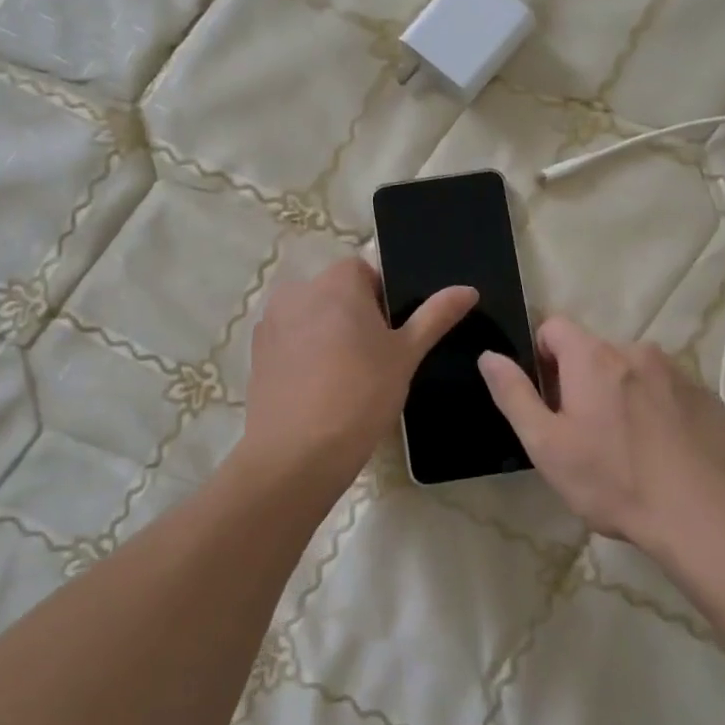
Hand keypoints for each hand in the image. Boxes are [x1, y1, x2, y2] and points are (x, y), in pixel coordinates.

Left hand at [239, 258, 475, 496]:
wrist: (297, 452)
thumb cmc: (361, 394)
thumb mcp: (407, 354)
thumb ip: (435, 316)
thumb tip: (468, 289)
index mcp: (337, 281)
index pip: (365, 272)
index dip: (382, 301)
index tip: (391, 337)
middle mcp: (298, 290)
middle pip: (336, 293)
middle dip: (354, 317)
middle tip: (374, 360)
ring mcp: (271, 321)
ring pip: (311, 318)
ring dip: (327, 335)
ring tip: (345, 379)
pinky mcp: (256, 353)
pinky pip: (290, 342)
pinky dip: (304, 355)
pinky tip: (318, 390)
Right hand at [478, 317, 724, 551]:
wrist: (704, 517)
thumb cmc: (613, 480)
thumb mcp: (546, 445)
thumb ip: (514, 394)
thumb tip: (489, 355)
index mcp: (593, 357)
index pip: (554, 326)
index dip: (542, 357)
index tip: (549, 399)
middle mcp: (636, 350)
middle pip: (595, 352)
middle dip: (583, 382)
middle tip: (585, 434)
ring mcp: (677, 372)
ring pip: (633, 372)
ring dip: (622, 395)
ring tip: (628, 448)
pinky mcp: (708, 397)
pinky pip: (669, 392)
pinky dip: (658, 410)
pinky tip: (662, 452)